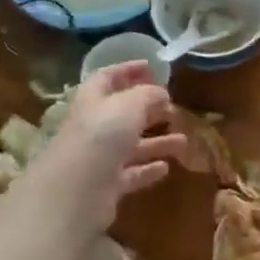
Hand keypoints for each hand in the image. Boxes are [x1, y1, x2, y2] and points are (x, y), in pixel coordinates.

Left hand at [33, 61, 185, 230]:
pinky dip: (148, 169)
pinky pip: (131, 174)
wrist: (75, 191)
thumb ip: (147, 95)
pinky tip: (166, 168)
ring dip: (157, 142)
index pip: (107, 78)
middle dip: (148, 109)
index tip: (151, 67)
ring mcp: (99, 159)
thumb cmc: (101, 137)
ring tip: (183, 141)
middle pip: (122, 114)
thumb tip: (161, 93)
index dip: (127, 70)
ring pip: (131, 146)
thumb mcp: (129, 106)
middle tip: (173, 108)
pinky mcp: (106, 186)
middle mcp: (93, 128)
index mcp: (93, 102)